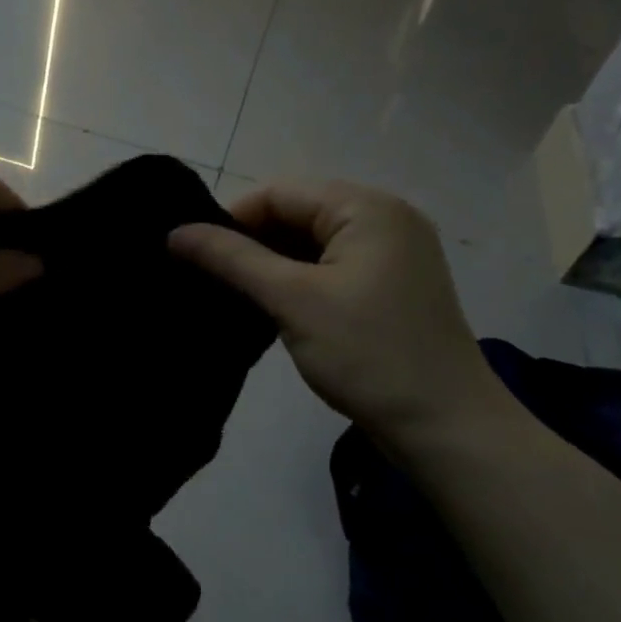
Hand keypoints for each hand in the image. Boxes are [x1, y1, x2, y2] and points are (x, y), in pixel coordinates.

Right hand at [169, 181, 506, 441]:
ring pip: (309, 244)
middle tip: (203, 277)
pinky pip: (327, 269)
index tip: (191, 255)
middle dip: (248, 243)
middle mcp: (384, 220)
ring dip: (269, 265)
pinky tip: (265, 306)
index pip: (279, 193)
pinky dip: (294, 282)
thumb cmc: (368, 354)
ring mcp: (391, 256)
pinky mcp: (388, 289)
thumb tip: (174, 232)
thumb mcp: (292, 300)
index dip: (230, 219)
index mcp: (367, 208)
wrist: (446, 429)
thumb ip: (231, 259)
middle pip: (295, 214)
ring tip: (227, 293)